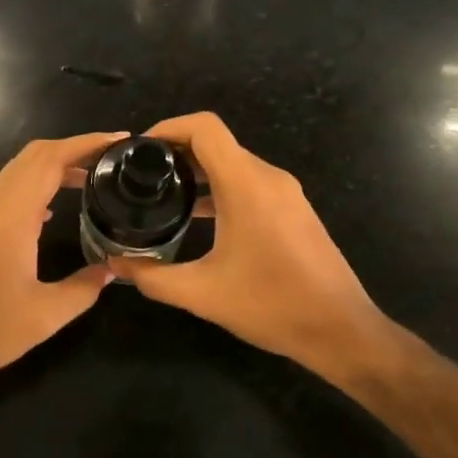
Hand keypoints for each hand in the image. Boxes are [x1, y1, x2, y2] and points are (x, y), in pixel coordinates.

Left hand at [0, 131, 126, 400]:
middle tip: (112, 159)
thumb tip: (112, 270)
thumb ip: (84, 288)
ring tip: (91, 179)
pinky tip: (52, 210)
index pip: (52, 159)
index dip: (88, 143)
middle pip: (35, 155)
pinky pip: (9, 189)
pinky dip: (37, 184)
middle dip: (75, 148)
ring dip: (55, 165)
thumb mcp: (45, 315)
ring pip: (20, 170)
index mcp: (13, 215)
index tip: (121, 141)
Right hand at [107, 113, 395, 374]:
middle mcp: (268, 177)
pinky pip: (250, 182)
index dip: (168, 127)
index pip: (205, 127)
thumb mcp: (203, 294)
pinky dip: (220, 188)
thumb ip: (153, 277)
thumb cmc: (272, 306)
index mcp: (246, 185)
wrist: (341, 330)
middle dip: (176, 151)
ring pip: (233, 163)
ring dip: (198, 171)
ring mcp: (286, 192)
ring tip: (163, 196)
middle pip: (217, 142)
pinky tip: (199, 218)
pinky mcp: (294, 209)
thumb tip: (117, 265)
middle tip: (141, 177)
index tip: (139, 151)